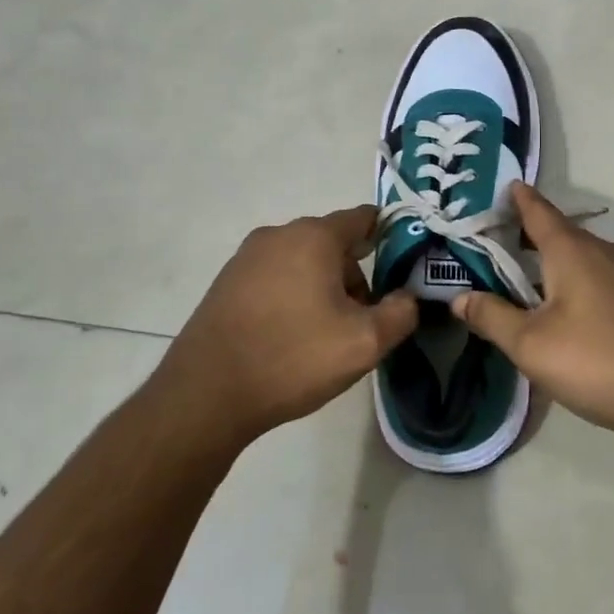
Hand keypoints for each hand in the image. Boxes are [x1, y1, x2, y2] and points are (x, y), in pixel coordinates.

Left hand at [163, 206, 417, 446]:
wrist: (206, 395)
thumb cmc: (293, 358)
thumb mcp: (364, 343)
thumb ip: (400, 313)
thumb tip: (407, 297)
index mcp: (314, 237)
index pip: (363, 218)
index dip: (389, 238)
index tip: (401, 269)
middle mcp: (278, 234)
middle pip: (332, 243)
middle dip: (353, 274)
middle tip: (361, 319)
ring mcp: (246, 257)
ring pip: (302, 261)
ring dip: (322, 287)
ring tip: (323, 334)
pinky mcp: (226, 282)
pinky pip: (274, 277)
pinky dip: (291, 295)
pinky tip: (289, 336)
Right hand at [452, 183, 613, 440]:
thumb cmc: (602, 361)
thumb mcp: (533, 346)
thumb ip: (493, 318)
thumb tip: (459, 298)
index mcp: (571, 250)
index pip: (537, 210)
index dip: (516, 198)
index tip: (499, 188)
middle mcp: (601, 251)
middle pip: (556, 234)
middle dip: (524, 237)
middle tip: (490, 247)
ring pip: (578, 259)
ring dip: (548, 264)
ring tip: (519, 283)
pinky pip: (596, 279)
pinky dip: (572, 283)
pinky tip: (563, 315)